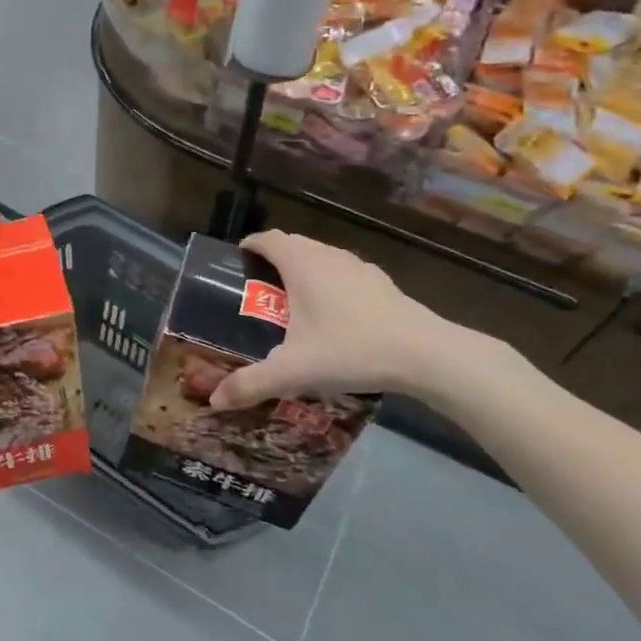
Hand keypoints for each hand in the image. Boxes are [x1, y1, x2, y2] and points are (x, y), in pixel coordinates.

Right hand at [209, 231, 475, 409]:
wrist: (426, 354)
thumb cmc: (351, 349)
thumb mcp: (294, 371)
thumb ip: (251, 384)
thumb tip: (214, 401)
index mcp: (301, 264)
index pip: (268, 239)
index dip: (249, 246)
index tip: (237, 262)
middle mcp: (328, 256)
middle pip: (293, 245)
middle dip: (273, 259)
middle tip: (258, 289)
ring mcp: (358, 267)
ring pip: (321, 257)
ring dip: (303, 270)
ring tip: (293, 302)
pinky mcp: (381, 283)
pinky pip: (344, 273)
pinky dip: (330, 283)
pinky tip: (335, 317)